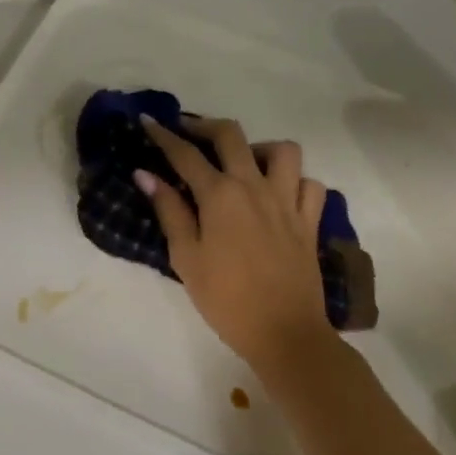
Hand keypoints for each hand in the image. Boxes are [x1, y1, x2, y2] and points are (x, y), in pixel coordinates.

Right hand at [136, 114, 335, 372]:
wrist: (284, 334)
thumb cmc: (226, 299)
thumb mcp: (186, 258)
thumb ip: (169, 211)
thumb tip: (145, 174)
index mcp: (220, 195)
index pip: (185, 154)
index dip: (163, 135)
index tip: (147, 121)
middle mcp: (254, 186)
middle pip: (231, 135)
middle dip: (205, 126)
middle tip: (188, 133)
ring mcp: (287, 201)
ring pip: (282, 150)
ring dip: (259, 148)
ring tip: (243, 163)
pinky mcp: (310, 221)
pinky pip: (310, 184)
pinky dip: (295, 181)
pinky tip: (279, 194)